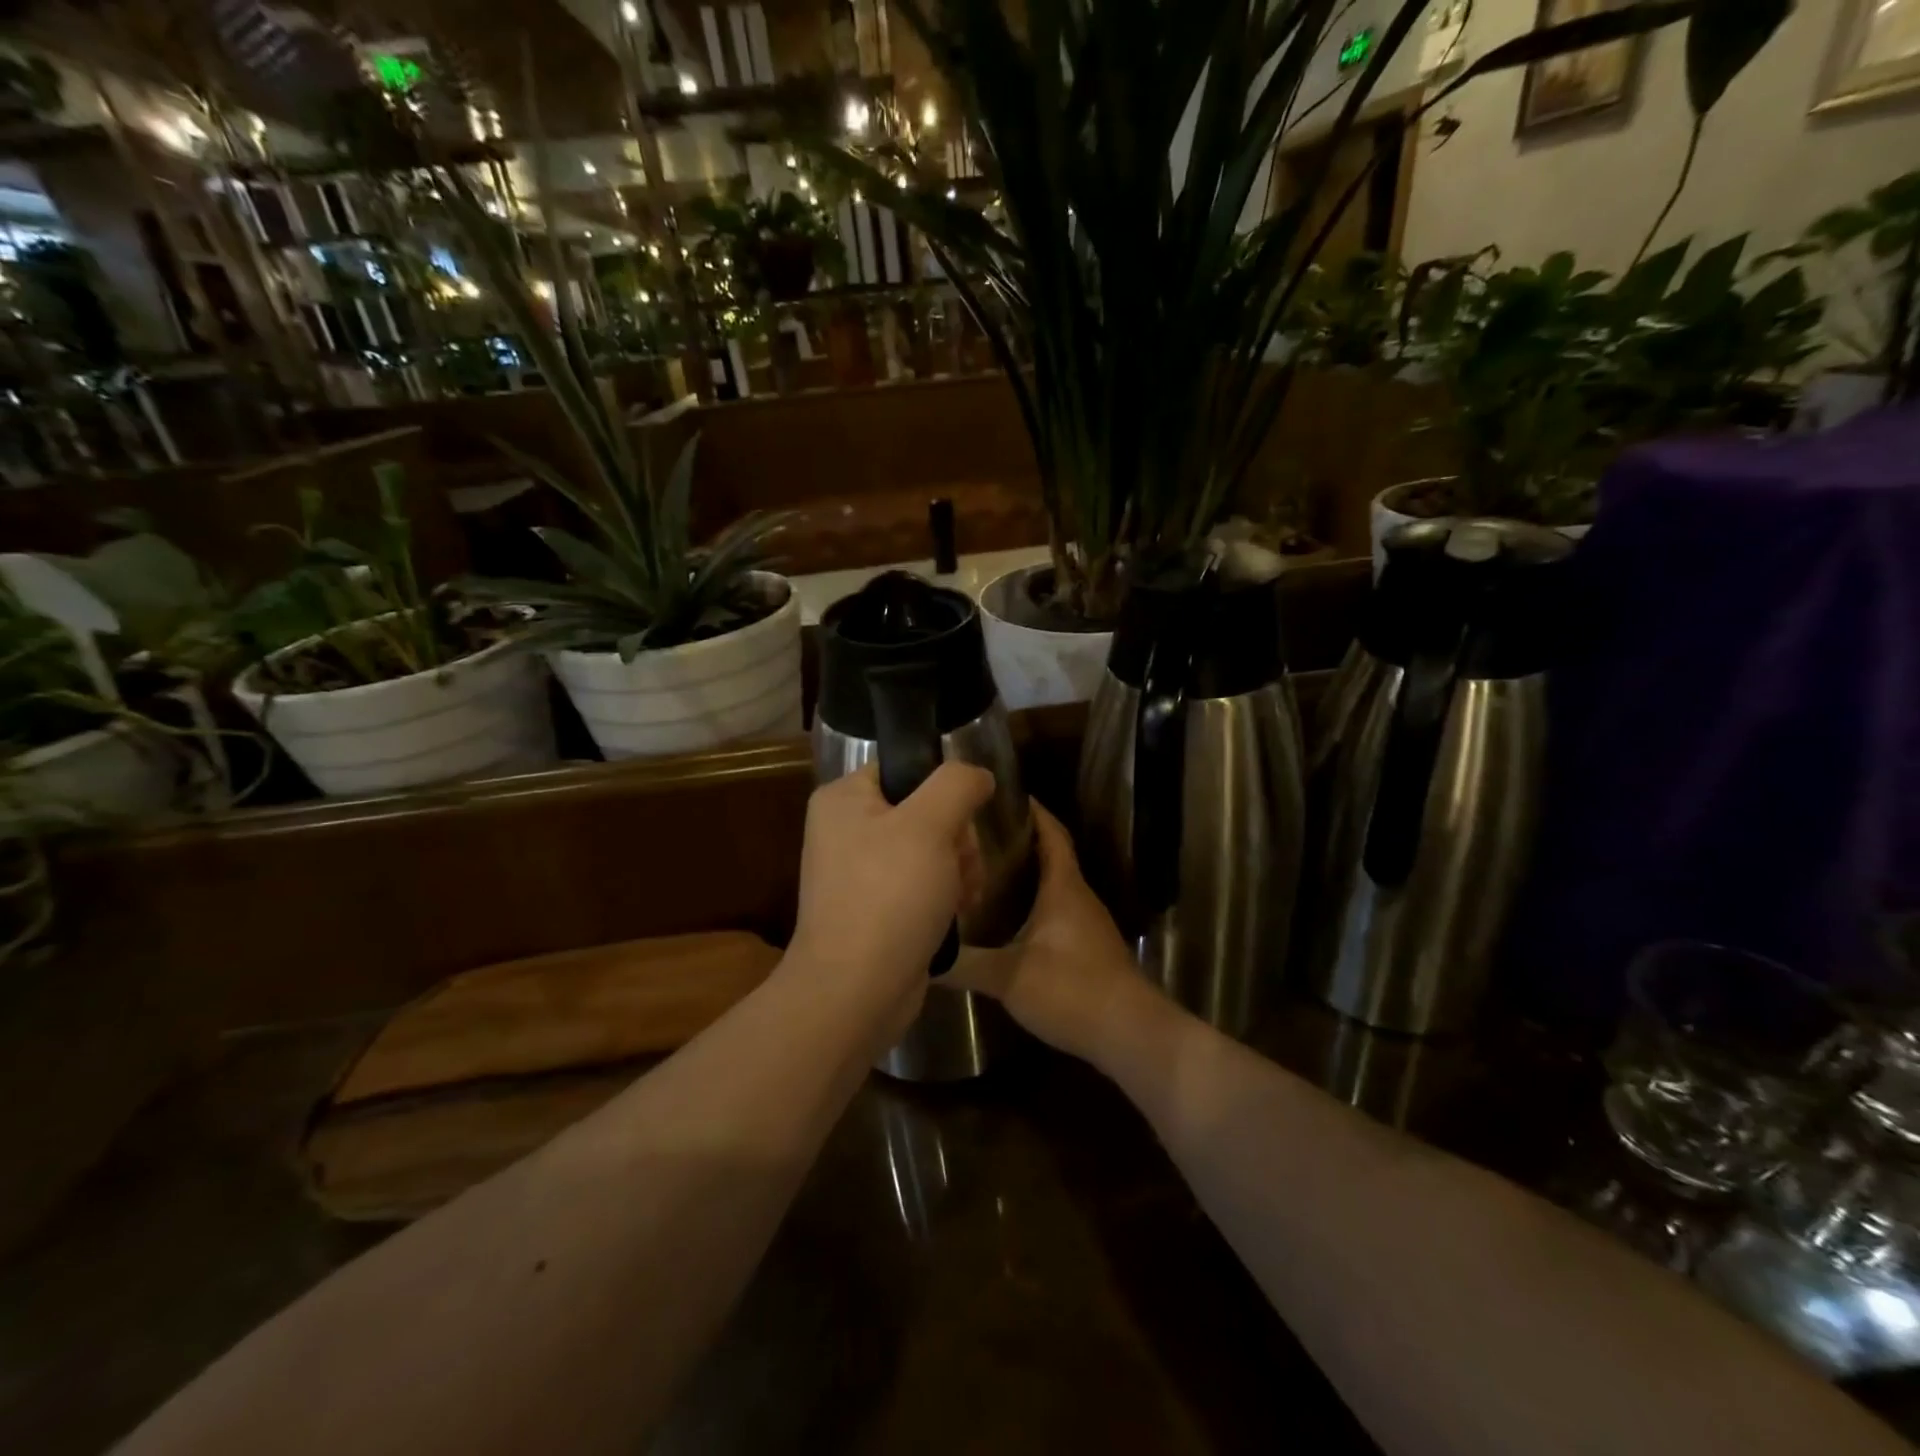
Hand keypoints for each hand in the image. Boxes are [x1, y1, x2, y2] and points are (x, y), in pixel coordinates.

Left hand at [788, 762, 993, 1032]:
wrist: (856, 992)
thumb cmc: (889, 896)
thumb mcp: (929, 825)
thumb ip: (957, 784)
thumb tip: (977, 775)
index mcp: (843, 799)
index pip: (906, 769)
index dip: (943, 791)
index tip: (962, 822)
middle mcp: (845, 830)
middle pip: (924, 811)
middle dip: (956, 840)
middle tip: (962, 867)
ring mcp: (857, 872)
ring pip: (929, 849)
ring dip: (957, 869)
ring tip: (963, 897)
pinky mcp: (873, 908)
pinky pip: (919, 884)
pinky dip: (943, 895)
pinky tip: (956, 914)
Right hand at [954, 802, 1167, 1065]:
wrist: (1130, 1034)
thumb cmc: (1072, 990)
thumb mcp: (1009, 976)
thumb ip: (965, 964)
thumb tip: (922, 953)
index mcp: (1064, 886)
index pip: (1051, 832)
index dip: (1031, 810)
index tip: (999, 796)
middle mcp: (1078, 896)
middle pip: (1050, 854)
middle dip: (1017, 839)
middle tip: (974, 836)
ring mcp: (1086, 922)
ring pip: (1052, 884)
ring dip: (1024, 873)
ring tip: (981, 872)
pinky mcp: (1087, 947)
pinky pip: (1055, 909)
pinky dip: (1031, 902)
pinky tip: (1004, 919)